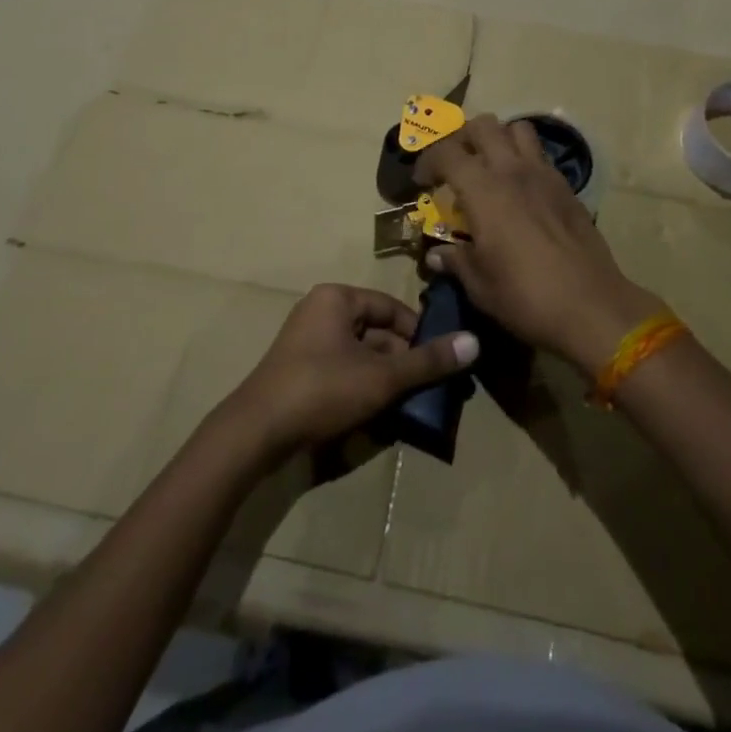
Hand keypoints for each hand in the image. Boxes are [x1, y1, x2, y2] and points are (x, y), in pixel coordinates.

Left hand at [227, 284, 477, 460]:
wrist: (256, 432)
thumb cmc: (322, 389)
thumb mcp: (381, 376)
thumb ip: (427, 361)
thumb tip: (474, 342)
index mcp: (337, 298)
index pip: (391, 308)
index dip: (419, 334)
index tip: (441, 361)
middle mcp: (320, 311)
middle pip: (376, 332)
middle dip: (403, 361)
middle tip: (429, 389)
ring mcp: (306, 341)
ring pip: (361, 354)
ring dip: (385, 378)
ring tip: (409, 405)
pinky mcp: (299, 370)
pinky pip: (342, 370)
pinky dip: (362, 387)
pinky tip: (378, 414)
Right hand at [415, 115, 662, 373]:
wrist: (591, 307)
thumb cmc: (525, 296)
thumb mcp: (479, 285)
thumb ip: (456, 261)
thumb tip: (437, 255)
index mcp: (484, 190)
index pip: (447, 152)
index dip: (428, 160)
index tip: (422, 181)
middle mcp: (513, 171)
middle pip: (483, 125)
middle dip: (463, 137)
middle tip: (456, 165)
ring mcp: (544, 175)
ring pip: (518, 129)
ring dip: (500, 139)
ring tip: (491, 167)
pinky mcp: (567, 187)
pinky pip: (541, 155)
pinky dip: (525, 159)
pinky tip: (522, 190)